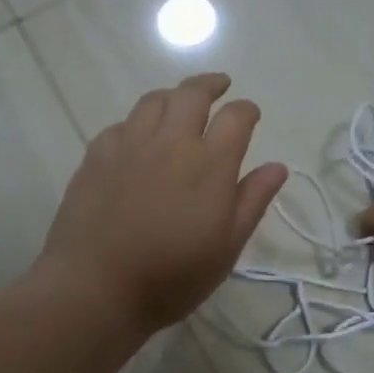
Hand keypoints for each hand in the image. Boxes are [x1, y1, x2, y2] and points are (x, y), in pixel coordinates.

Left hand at [36, 74, 287, 333]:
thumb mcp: (226, 247)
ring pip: (154, 101)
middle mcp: (171, 142)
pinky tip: (139, 138)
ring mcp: (129, 145)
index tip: (251, 115)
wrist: (96, 287)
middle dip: (211, 85)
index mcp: (210, 164)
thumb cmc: (172, 276)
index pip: (236, 117)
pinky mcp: (96, 155)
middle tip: (220, 86)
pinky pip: (122, 124)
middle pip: (192, 94)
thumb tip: (277, 166)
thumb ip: (252, 201)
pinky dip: (138, 123)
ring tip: (180, 103)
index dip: (247, 110)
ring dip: (173, 95)